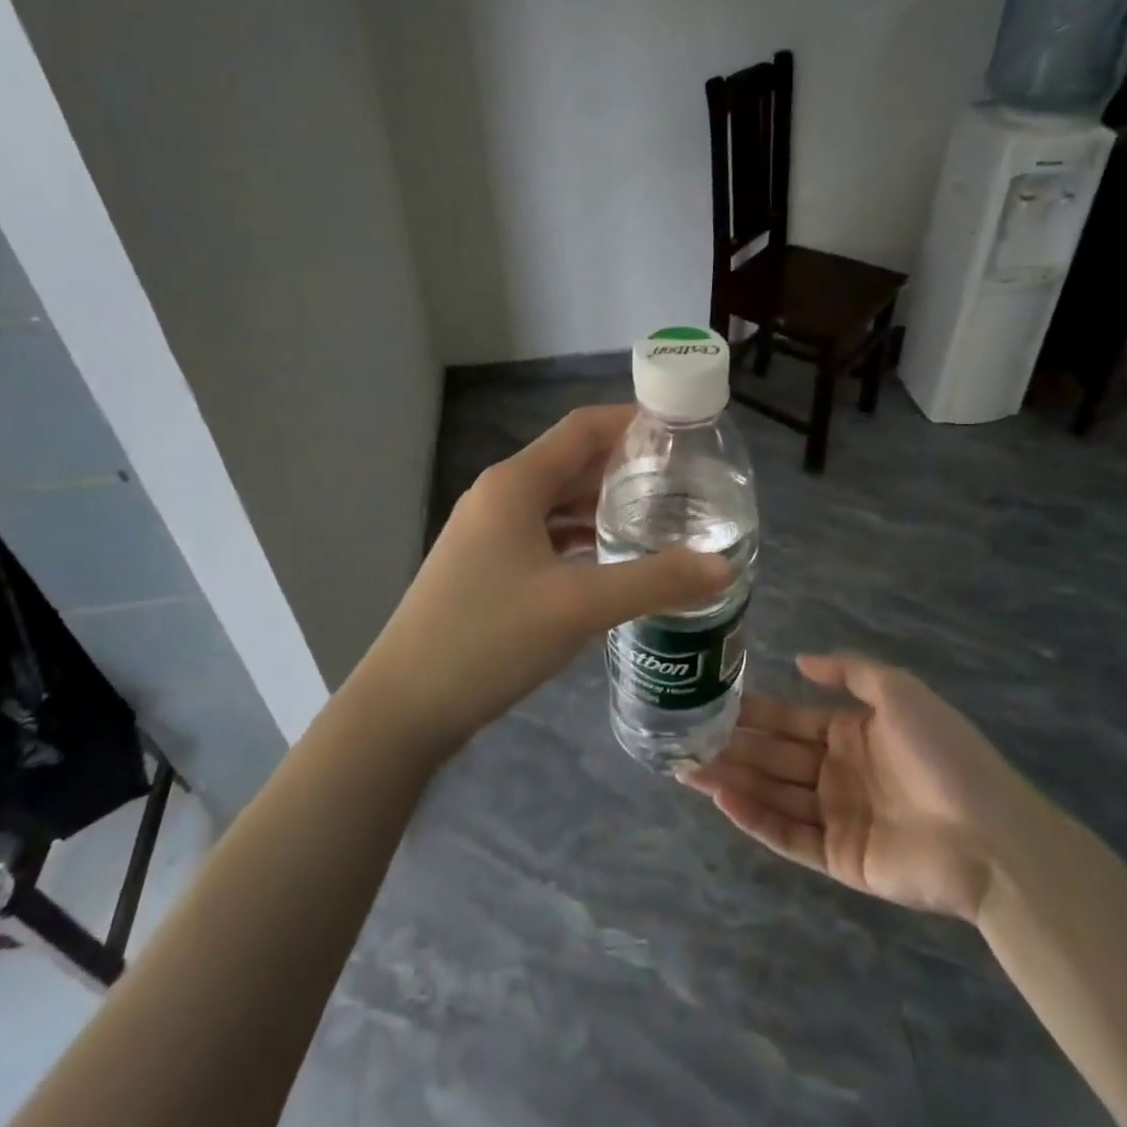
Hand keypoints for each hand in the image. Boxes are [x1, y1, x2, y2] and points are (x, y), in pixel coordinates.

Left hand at [358, 405, 731, 751]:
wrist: (404, 705)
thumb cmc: (487, 639)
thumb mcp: (577, 607)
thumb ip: (654, 582)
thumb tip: (723, 566)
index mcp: (515, 483)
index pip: (583, 428)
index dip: (633, 421)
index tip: (684, 432)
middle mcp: (500, 496)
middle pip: (573, 463)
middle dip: (627, 467)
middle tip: (687, 481)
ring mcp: (489, 532)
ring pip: (559, 502)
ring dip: (605, 504)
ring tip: (662, 516)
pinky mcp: (488, 565)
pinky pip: (546, 534)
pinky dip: (582, 537)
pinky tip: (615, 559)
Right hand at [682, 654, 1045, 921]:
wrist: (991, 835)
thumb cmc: (943, 753)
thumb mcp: (899, 691)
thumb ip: (849, 671)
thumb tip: (800, 659)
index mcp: (851, 733)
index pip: (790, 719)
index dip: (753, 712)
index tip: (712, 703)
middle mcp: (838, 772)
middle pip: (775, 757)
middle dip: (732, 746)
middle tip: (684, 738)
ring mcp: (837, 817)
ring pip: (774, 794)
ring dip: (732, 780)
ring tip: (687, 767)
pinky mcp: (839, 858)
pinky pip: (790, 835)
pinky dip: (756, 818)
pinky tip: (723, 798)